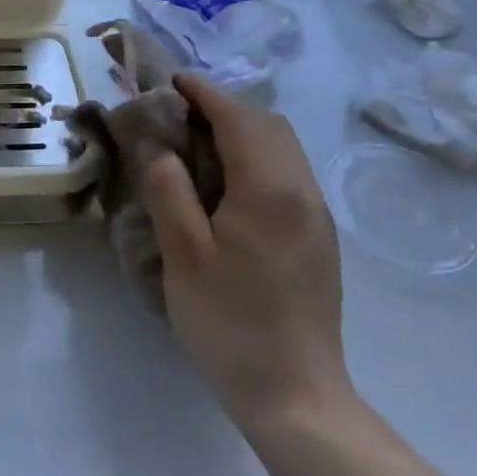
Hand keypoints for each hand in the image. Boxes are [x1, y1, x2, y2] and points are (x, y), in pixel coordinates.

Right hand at [142, 73, 351, 431]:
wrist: (295, 393)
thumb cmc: (229, 323)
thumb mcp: (184, 255)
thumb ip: (169, 190)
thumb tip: (158, 145)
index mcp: (269, 189)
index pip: (238, 118)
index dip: (203, 93)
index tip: (172, 82)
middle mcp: (302, 191)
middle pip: (268, 125)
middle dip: (224, 108)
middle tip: (177, 116)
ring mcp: (317, 215)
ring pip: (283, 148)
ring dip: (242, 132)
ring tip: (197, 145)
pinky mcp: (319, 237)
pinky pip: (288, 174)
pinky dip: (256, 158)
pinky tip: (226, 184)